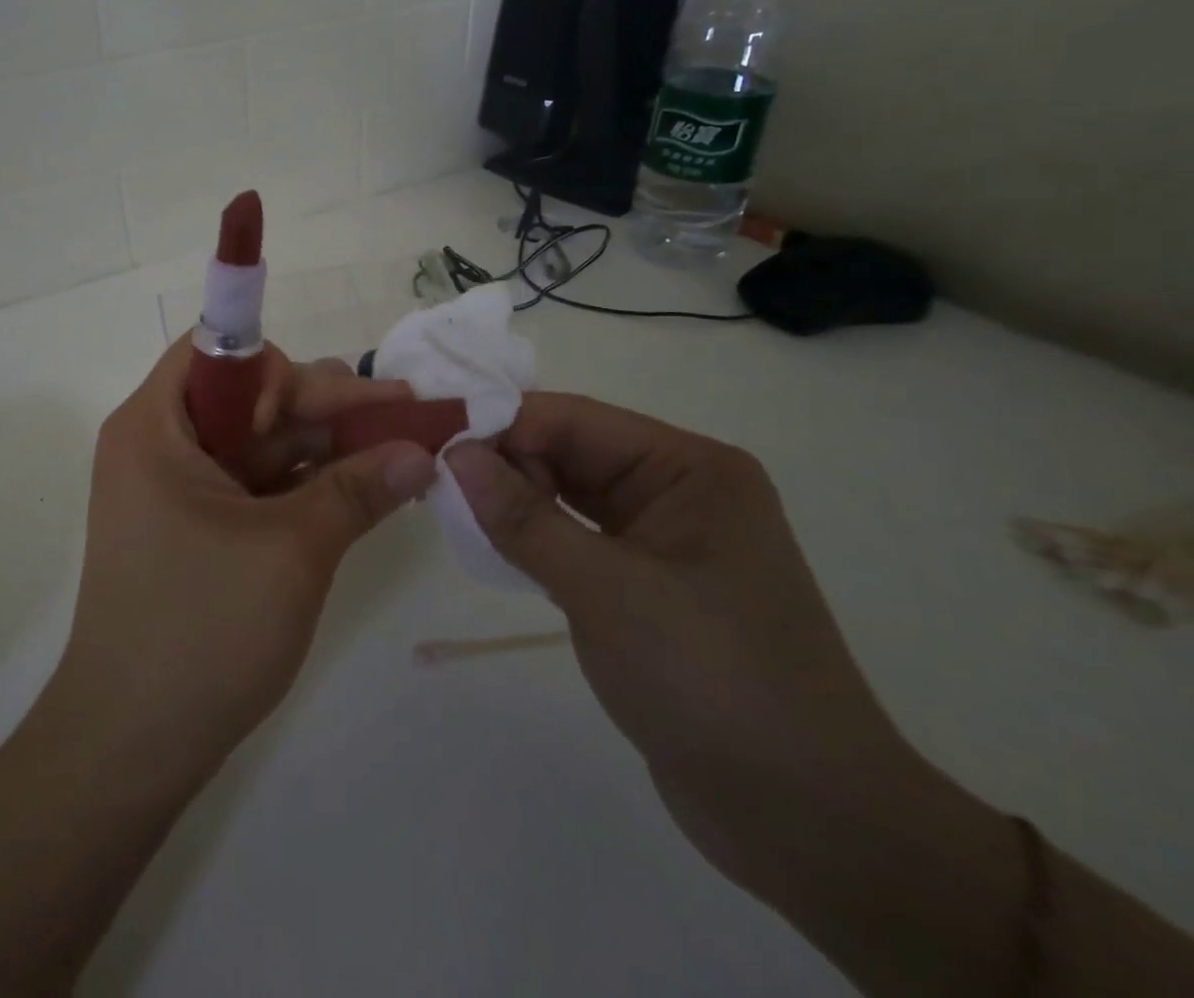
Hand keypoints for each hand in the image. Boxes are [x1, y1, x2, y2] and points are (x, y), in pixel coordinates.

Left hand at [54, 338, 435, 773]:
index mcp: (155, 426)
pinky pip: (254, 484)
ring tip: (395, 447)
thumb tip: (422, 450)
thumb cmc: (201, 629)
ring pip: (257, 443)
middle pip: (247, 398)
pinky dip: (304, 484)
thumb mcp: (292, 550)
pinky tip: (360, 488)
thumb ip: (358, 490)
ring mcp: (175, 489)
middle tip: (401, 414)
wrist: (131, 745)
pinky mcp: (194, 528)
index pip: (219, 354)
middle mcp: (158, 445)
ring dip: (323, 445)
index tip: (336, 405)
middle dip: (323, 407)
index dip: (281, 368)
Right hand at [443, 396, 941, 911]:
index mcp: (689, 468)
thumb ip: (522, 516)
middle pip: (571, 452)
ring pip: (570, 496)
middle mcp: (680, 490)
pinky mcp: (650, 586)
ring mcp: (666, 540)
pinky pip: (579, 539)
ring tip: (453, 511)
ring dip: (516, 501)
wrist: (809, 823)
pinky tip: (493, 546)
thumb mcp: (604, 589)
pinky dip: (535, 538)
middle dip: (505, 463)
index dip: (502, 424)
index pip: (574, 419)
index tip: (434, 442)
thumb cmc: (711, 679)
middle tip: (436, 483)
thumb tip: (455, 453)